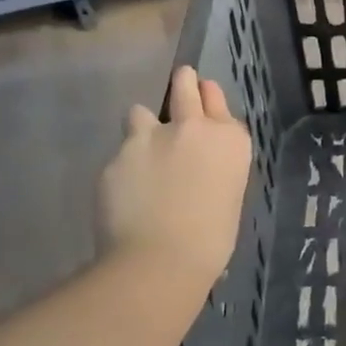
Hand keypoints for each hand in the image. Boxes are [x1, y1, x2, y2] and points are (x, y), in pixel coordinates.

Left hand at [98, 67, 250, 299]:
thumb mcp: (228, 195)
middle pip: (184, 84)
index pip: (216, 99)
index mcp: (229, 139)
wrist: (159, 262)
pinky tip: (124, 194)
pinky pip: (120, 154)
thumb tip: (198, 168)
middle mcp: (192, 127)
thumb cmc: (211, 241)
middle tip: (177, 88)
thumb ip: (214, 168)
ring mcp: (150, 137)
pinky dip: (123, 169)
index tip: (202, 98)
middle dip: (181, 83)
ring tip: (141, 153)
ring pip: (140, 112)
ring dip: (143, 127)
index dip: (208, 97)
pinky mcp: (117, 157)